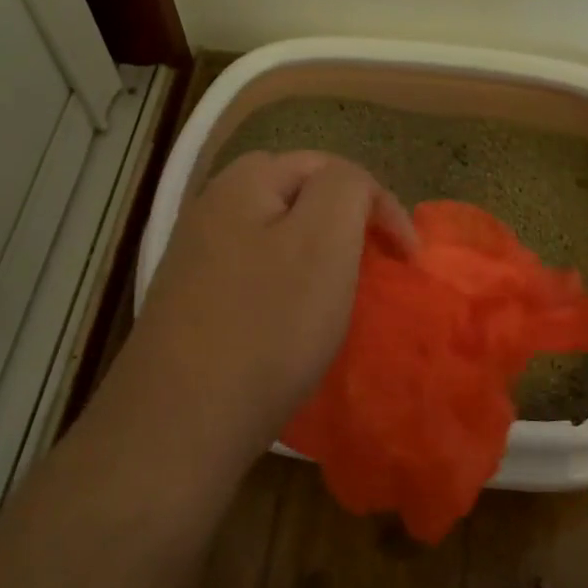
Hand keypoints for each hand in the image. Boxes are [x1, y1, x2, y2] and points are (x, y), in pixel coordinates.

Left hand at [110, 151, 414, 457]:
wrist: (181, 419)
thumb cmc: (266, 326)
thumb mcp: (324, 241)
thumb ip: (345, 189)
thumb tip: (350, 187)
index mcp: (243, 183)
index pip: (329, 167)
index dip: (377, 202)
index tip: (406, 257)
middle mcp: (211, 208)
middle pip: (295, 194)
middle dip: (341, 220)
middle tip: (370, 262)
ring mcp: (196, 257)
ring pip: (273, 235)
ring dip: (312, 253)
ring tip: (337, 291)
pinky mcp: (192, 301)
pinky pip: (253, 273)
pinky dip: (283, 284)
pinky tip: (289, 319)